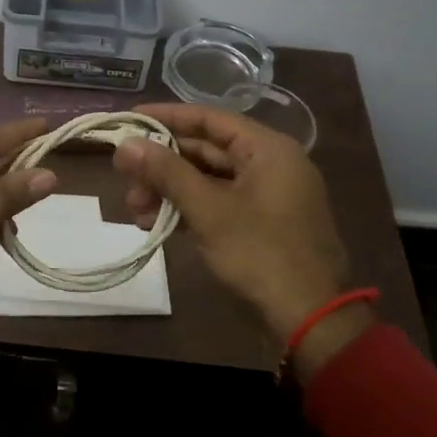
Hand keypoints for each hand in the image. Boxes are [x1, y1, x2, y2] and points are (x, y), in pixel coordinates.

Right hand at [113, 103, 362, 348]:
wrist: (311, 318)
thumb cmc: (261, 253)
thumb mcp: (208, 210)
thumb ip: (166, 172)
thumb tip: (125, 144)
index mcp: (267, 149)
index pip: (209, 118)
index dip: (166, 117)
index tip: (129, 119)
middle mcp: (269, 164)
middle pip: (205, 150)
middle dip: (162, 164)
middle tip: (124, 177)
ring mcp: (266, 195)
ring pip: (208, 179)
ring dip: (170, 190)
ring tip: (136, 211)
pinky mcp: (261, 222)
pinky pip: (218, 202)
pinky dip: (188, 209)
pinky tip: (156, 224)